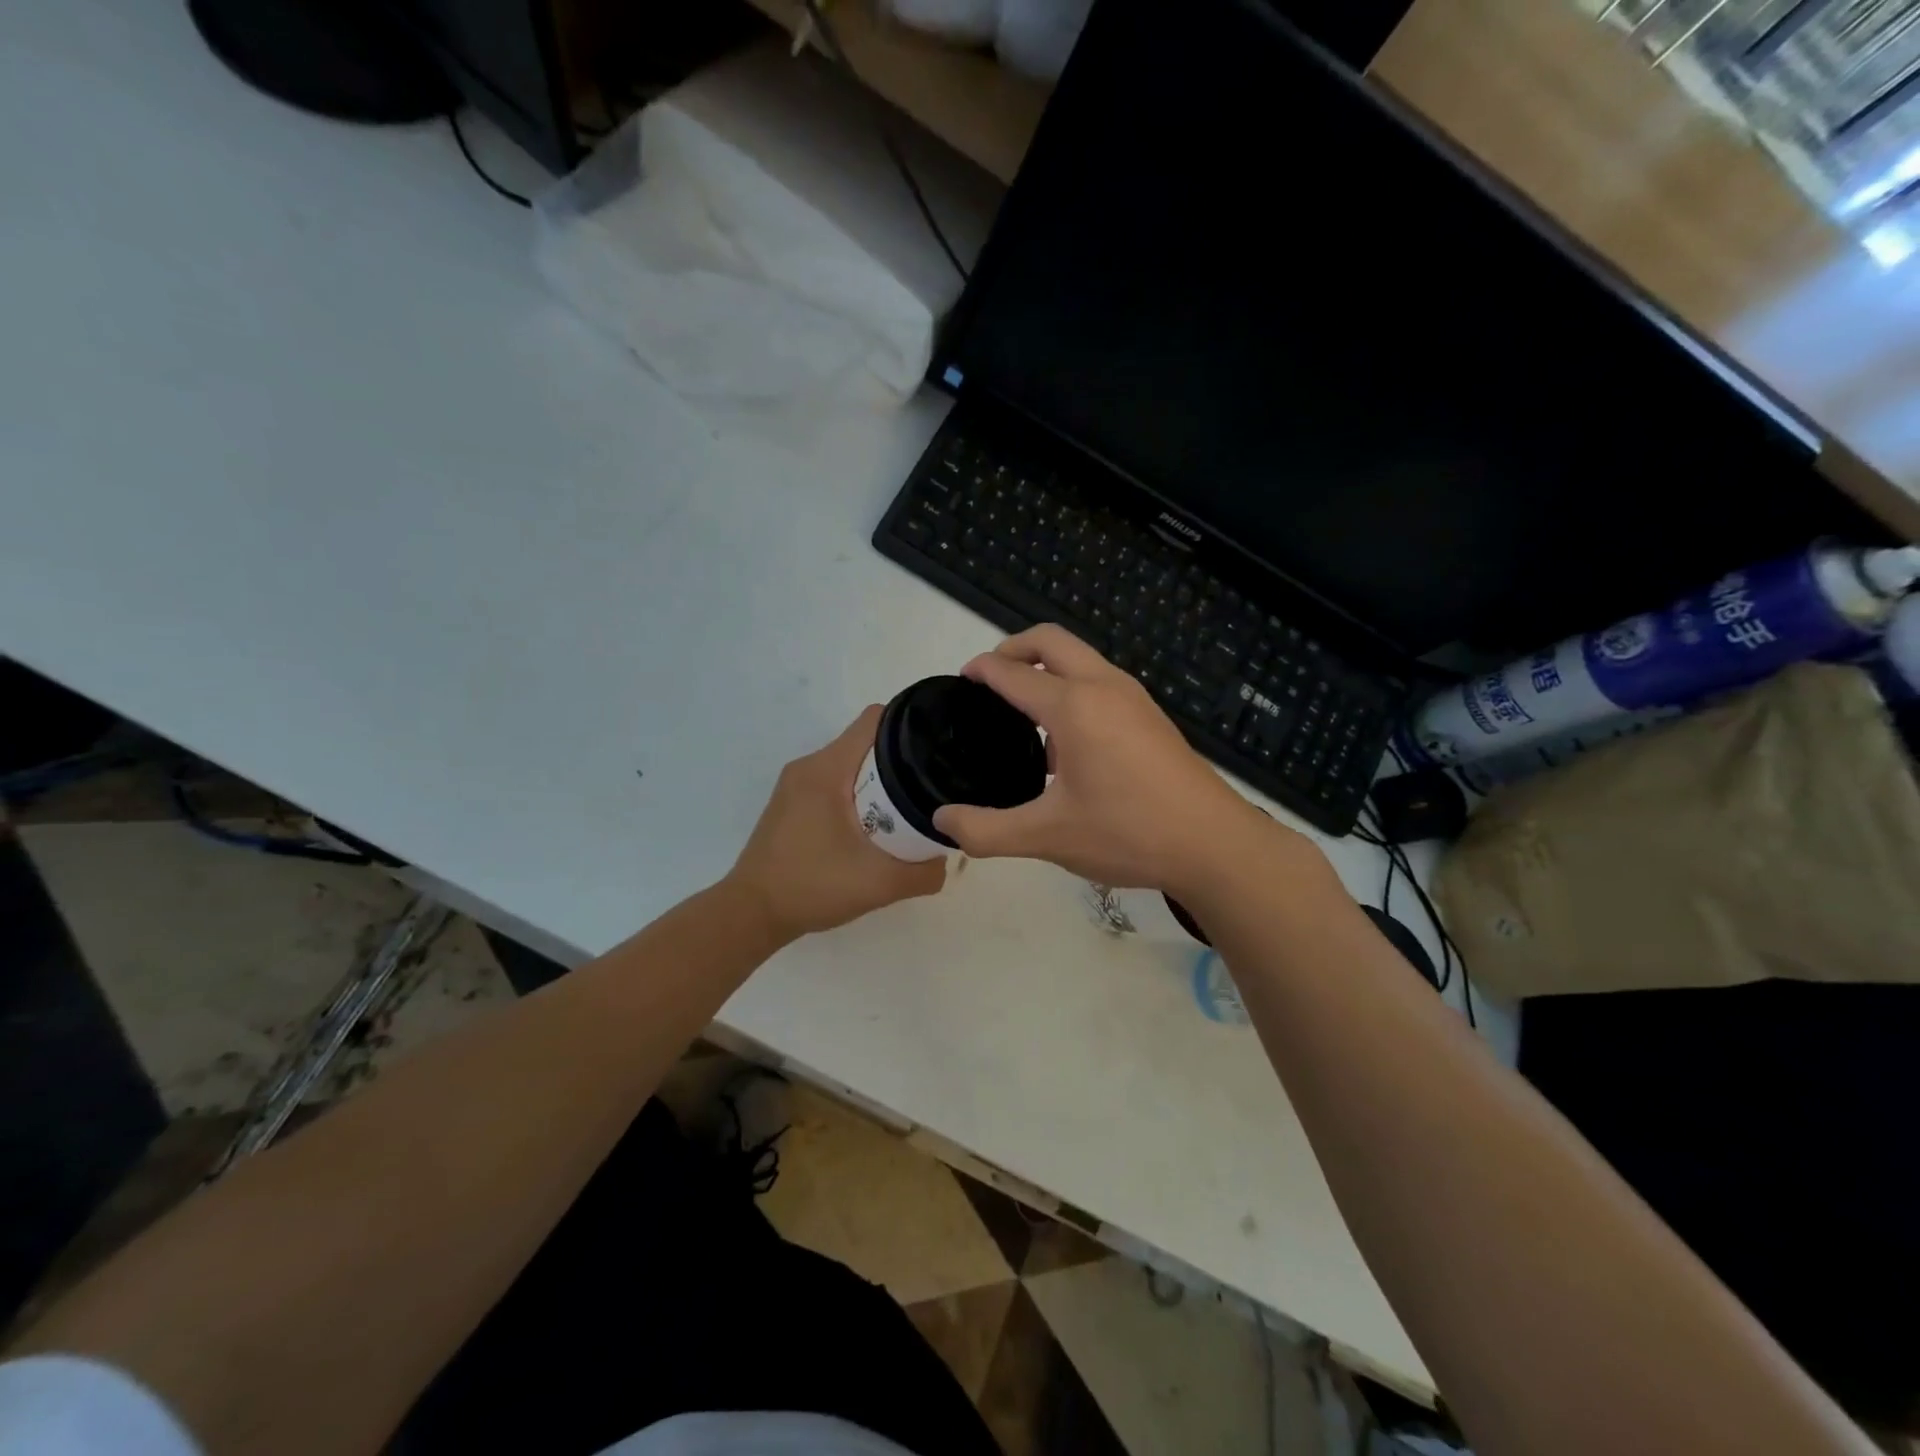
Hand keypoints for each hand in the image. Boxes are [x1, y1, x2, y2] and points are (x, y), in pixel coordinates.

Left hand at [728, 706, 946, 941]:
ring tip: (904, 812)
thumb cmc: (812, 887)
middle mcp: (809, 766)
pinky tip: (871, 829)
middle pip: (866, 743)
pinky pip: (834, 783)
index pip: (876, 720)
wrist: (752, 914)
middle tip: (928, 791)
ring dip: (878, 782)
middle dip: (900, 761)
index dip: (911, 728)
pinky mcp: (790, 803)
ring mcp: (795, 784)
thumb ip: (924, 873)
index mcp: (827, 769)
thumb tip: (946, 858)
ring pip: (850, 765)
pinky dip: (857, 796)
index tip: (936, 752)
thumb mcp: (880, 884)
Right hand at [931, 626, 1288, 895]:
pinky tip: (1064, 743)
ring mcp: (1133, 697)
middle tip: (989, 679)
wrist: (1213, 844)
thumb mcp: (1047, 836)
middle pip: (1051, 641)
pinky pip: (1099, 681)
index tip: (962, 679)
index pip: (1013, 672)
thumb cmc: (1127, 833)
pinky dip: (1071, 688)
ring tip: (1021, 712)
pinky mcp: (1150, 715)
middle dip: (1014, 648)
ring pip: (1080, 659)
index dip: (982, 670)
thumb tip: (941, 821)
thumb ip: (987, 830)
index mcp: (1073, 706)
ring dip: (1046, 669)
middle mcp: (1103, 686)